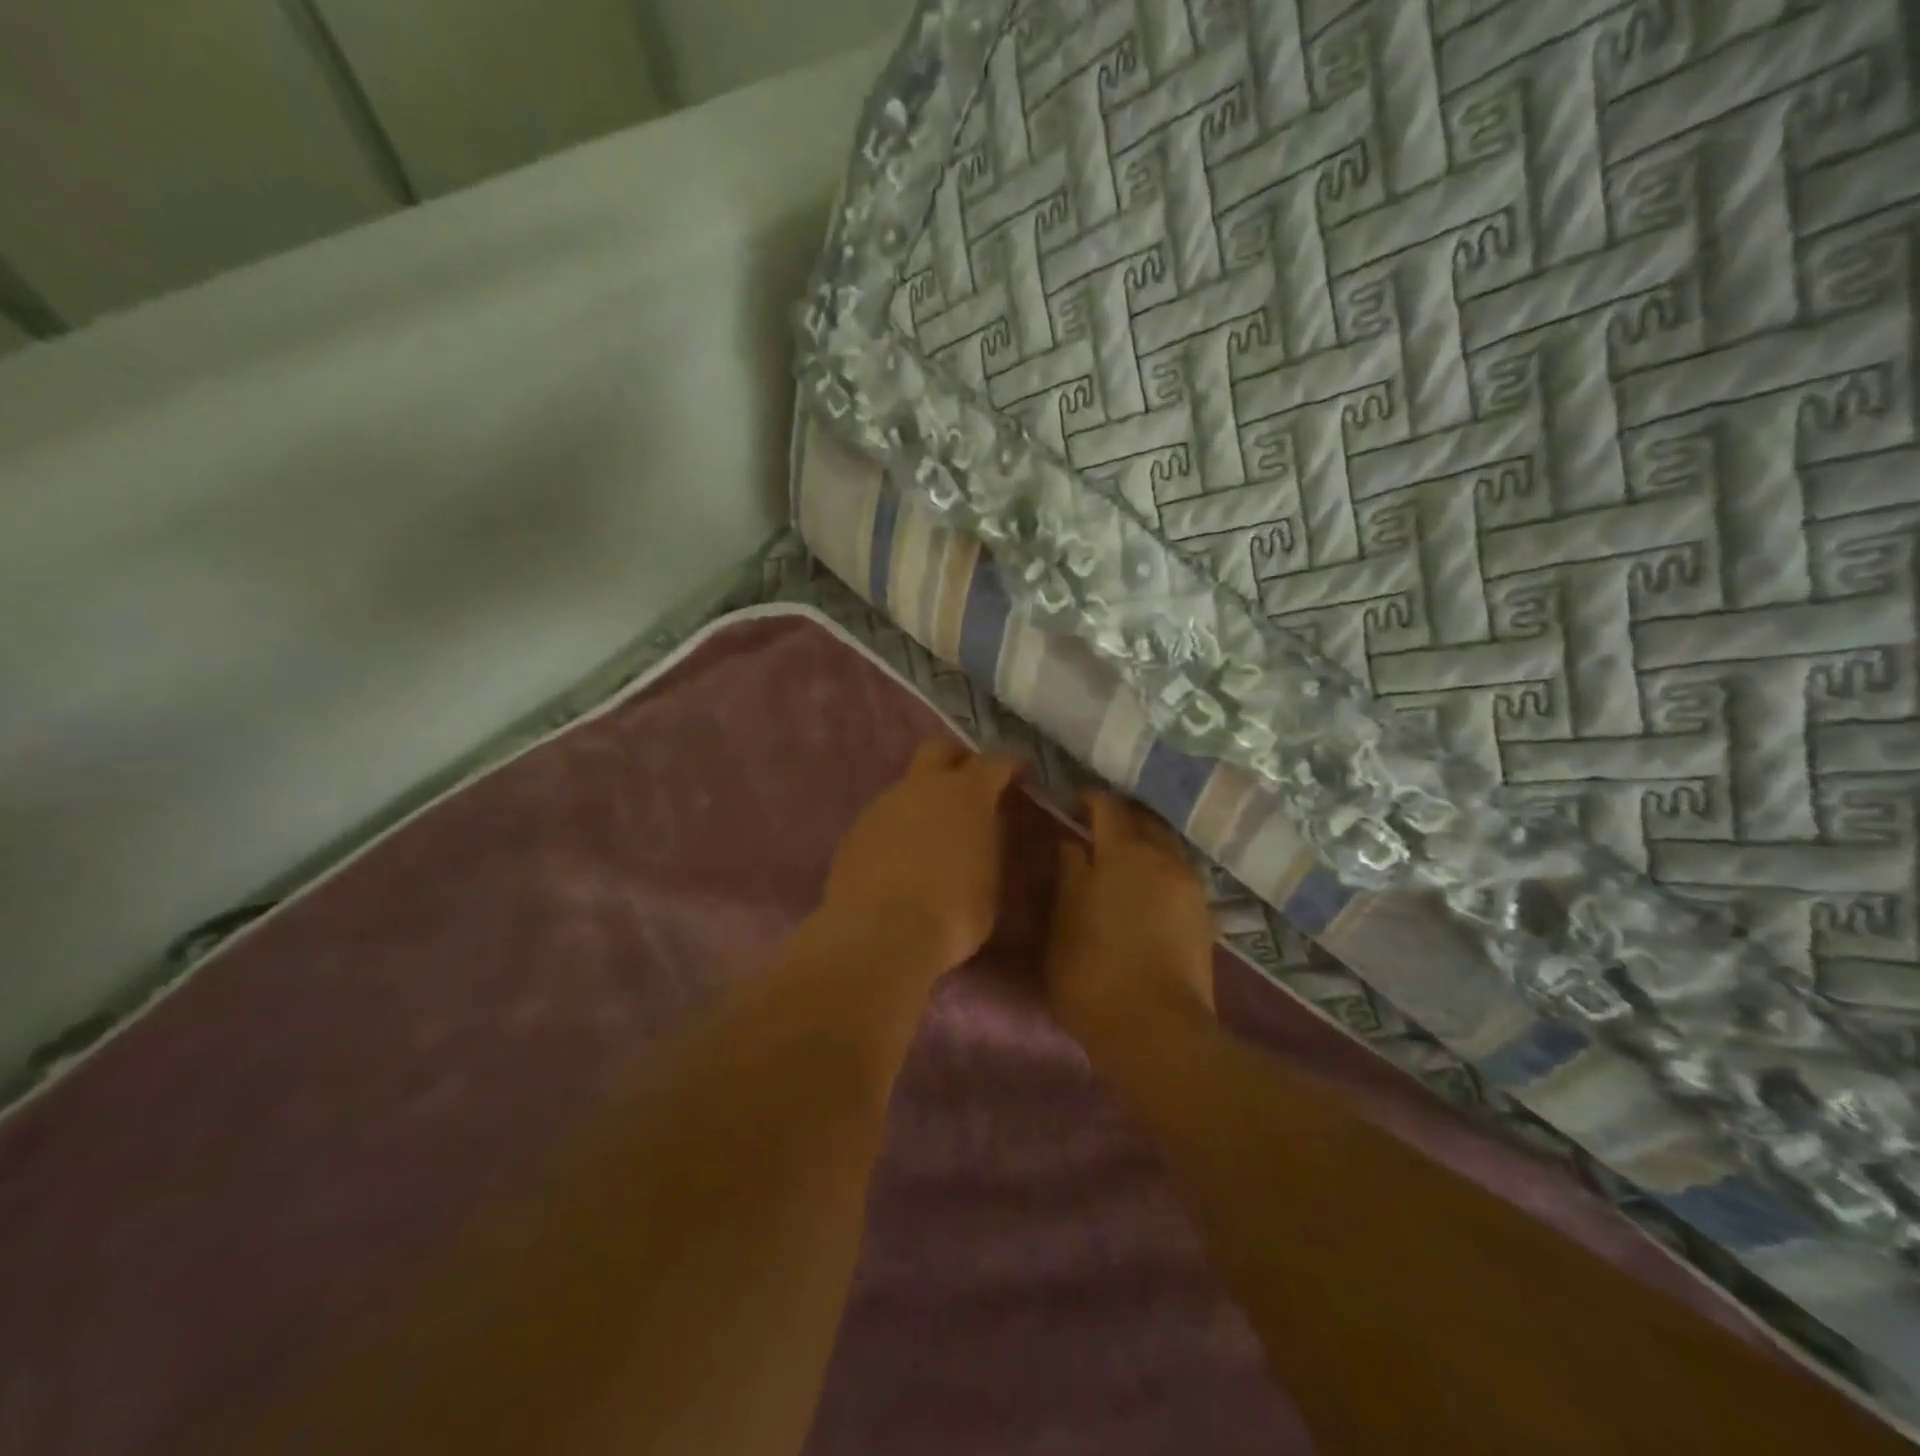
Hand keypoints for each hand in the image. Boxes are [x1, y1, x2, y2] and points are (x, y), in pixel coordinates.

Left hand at [818, 741, 1020, 976]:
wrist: (880, 934)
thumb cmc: (953, 912)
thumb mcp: (991, 883)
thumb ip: (988, 846)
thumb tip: (983, 832)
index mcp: (966, 794)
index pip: (993, 762)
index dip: (1008, 767)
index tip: (1018, 775)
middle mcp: (922, 788)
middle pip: (939, 751)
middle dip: (957, 761)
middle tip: (970, 785)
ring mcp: (883, 806)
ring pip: (907, 787)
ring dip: (923, 801)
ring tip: (933, 835)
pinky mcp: (854, 831)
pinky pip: (884, 818)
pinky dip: (897, 829)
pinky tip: (901, 860)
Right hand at [1048, 792, 1215, 1034]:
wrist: (1156, 1030)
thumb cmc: (1093, 971)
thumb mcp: (1063, 921)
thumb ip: (1068, 874)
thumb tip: (1070, 843)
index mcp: (1124, 852)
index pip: (1108, 806)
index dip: (1089, 798)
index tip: (1072, 801)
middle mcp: (1164, 859)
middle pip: (1145, 820)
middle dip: (1122, 817)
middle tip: (1096, 826)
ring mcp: (1190, 888)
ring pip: (1166, 848)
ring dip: (1144, 845)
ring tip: (1120, 860)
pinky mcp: (1204, 917)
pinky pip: (1178, 875)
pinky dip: (1159, 871)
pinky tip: (1143, 890)